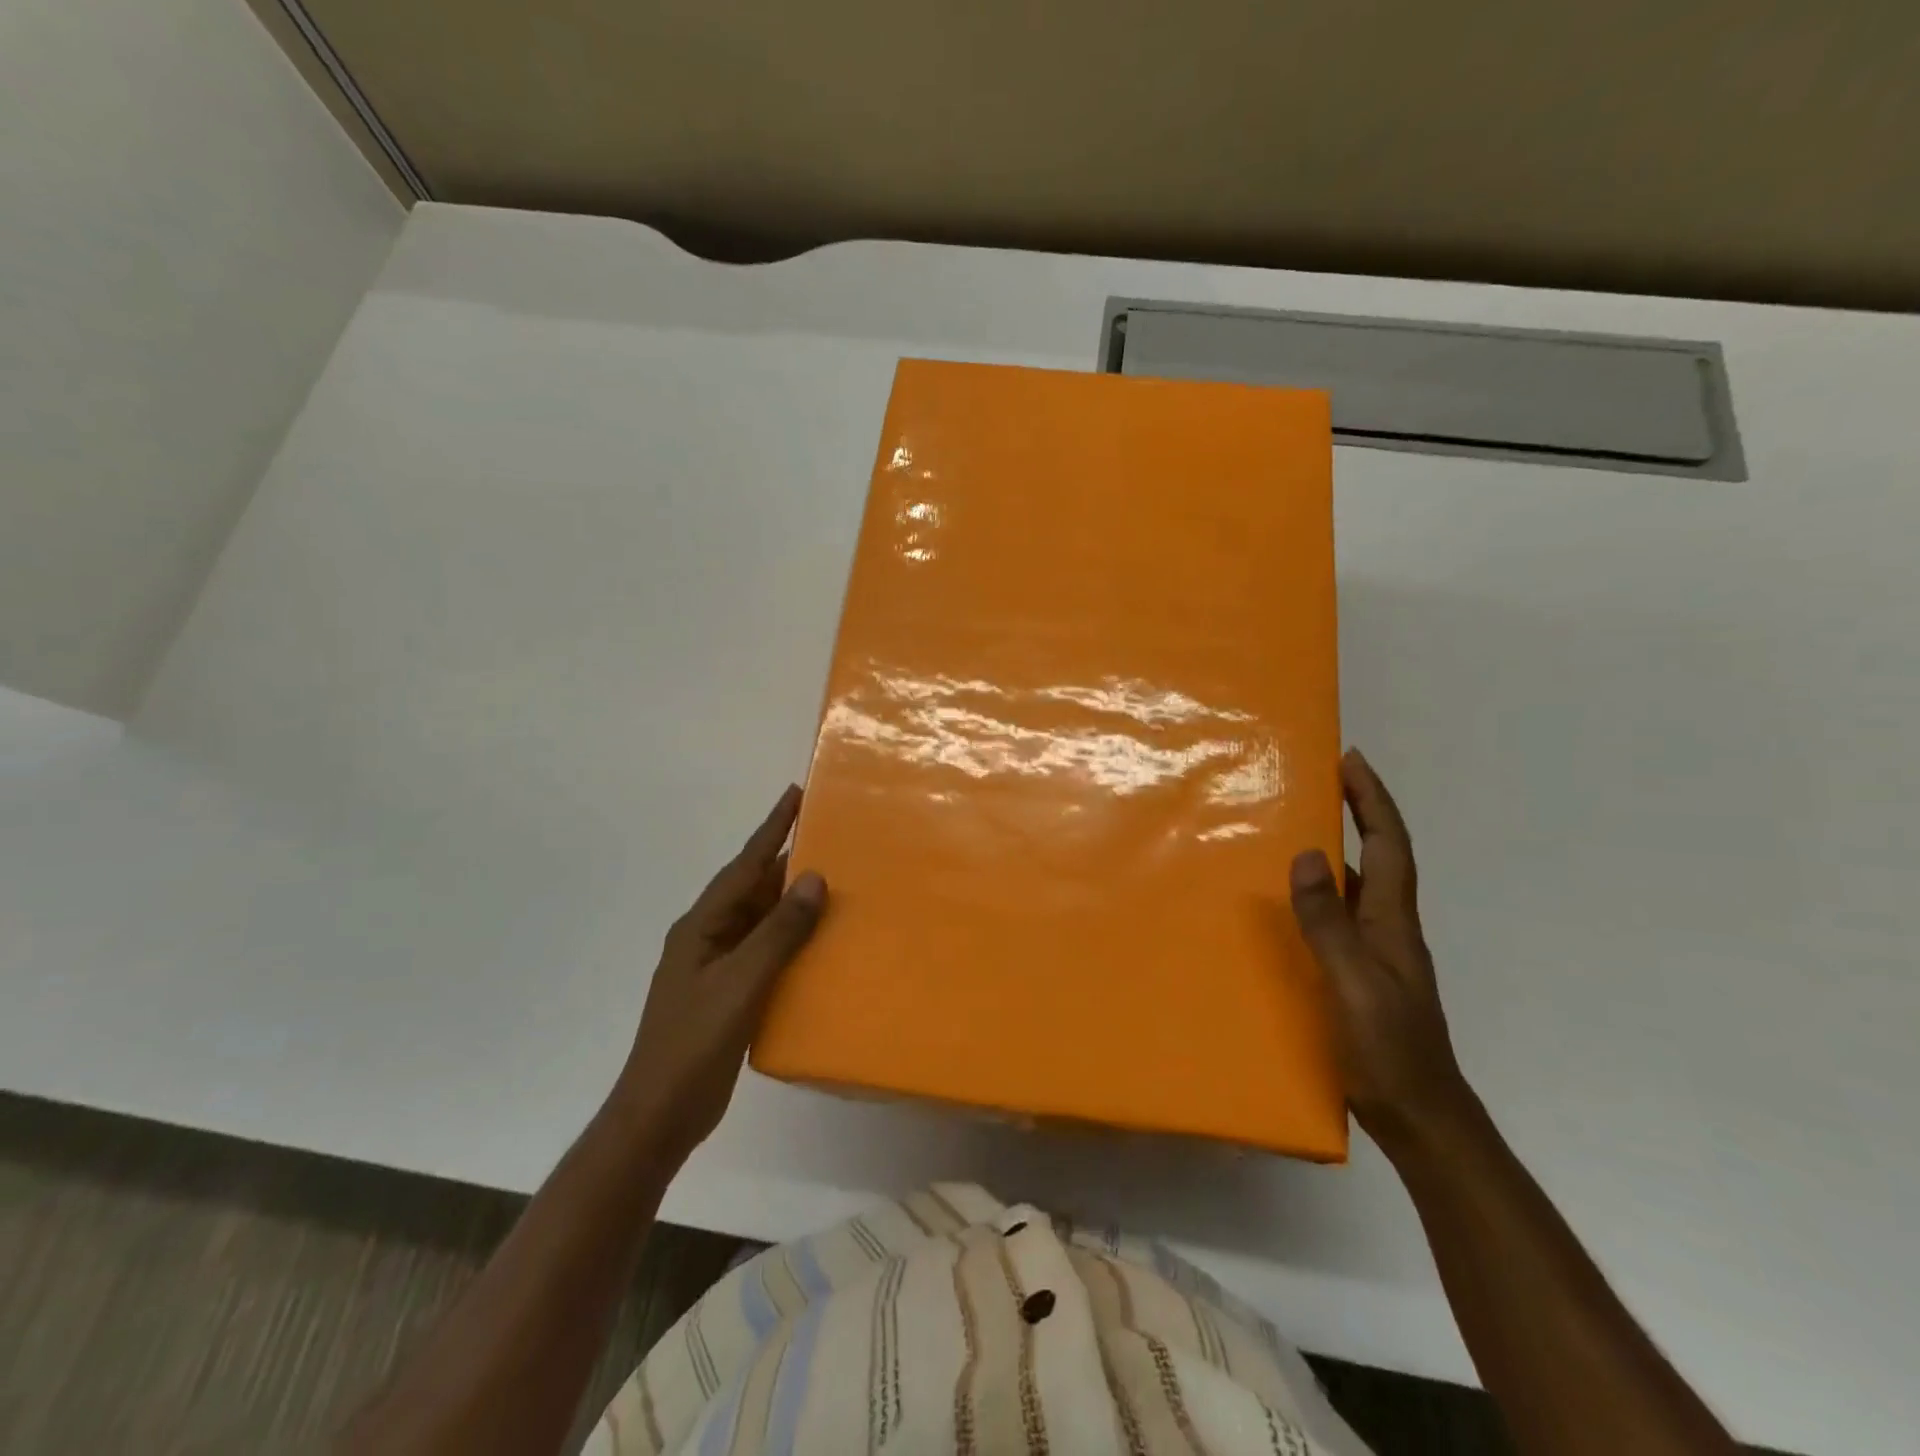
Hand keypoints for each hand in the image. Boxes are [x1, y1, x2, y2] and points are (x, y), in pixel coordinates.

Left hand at [615, 785, 826, 1161]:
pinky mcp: (729, 993)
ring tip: (835, 883)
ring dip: (792, 903)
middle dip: (788, 863)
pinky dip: (791, 940)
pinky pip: (766, 951)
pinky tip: (819, 942)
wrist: (659, 1115)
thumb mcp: (741, 983)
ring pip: (761, 921)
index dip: (771, 829)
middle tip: (832, 838)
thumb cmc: (694, 1043)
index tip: (795, 794)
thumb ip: (779, 931)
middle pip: (753, 889)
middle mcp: (708, 937)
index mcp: (702, 925)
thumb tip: (814, 878)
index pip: (744, 866)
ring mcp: (717, 967)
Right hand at [1289, 750, 1469, 1150]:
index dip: (1373, 800)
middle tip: (1321, 779)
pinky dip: (1321, 891)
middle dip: (1357, 810)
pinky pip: (1339, 915)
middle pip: (1378, 855)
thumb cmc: (1389, 1051)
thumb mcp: (1353, 984)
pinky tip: (1290, 901)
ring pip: (1358, 883)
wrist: (1421, 1119)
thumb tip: (1308, 855)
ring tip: (1296, 826)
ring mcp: (1377, 953)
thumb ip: (1329, 923)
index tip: (1351, 759)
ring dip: (1338, 847)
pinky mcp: (1359, 975)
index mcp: (1392, 921)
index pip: (1388, 845)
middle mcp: (1388, 927)